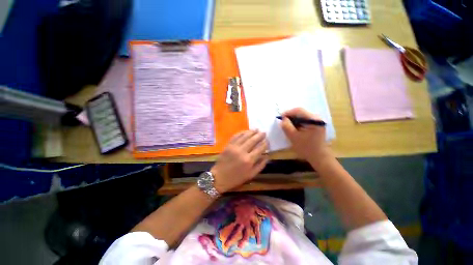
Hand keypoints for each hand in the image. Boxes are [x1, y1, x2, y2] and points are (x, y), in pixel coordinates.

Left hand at [211, 130, 268, 192]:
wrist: (219, 177)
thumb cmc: (236, 178)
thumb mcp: (251, 175)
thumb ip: (260, 165)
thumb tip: (267, 156)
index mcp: (249, 160)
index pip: (260, 148)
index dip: (265, 143)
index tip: (267, 140)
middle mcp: (242, 151)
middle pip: (253, 140)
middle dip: (259, 135)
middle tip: (264, 132)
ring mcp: (234, 147)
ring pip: (245, 136)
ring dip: (251, 132)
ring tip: (257, 129)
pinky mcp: (228, 145)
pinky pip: (236, 136)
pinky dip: (242, 133)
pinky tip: (246, 131)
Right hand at [280, 108, 332, 163]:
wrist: (318, 158)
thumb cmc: (306, 148)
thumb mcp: (293, 137)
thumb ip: (287, 126)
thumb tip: (283, 119)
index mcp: (313, 120)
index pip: (299, 110)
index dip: (288, 113)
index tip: (280, 118)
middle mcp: (317, 118)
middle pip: (301, 112)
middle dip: (290, 116)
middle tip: (282, 122)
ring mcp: (317, 122)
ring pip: (302, 117)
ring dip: (293, 120)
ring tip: (286, 125)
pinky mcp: (315, 126)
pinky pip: (304, 121)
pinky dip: (297, 123)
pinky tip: (293, 128)